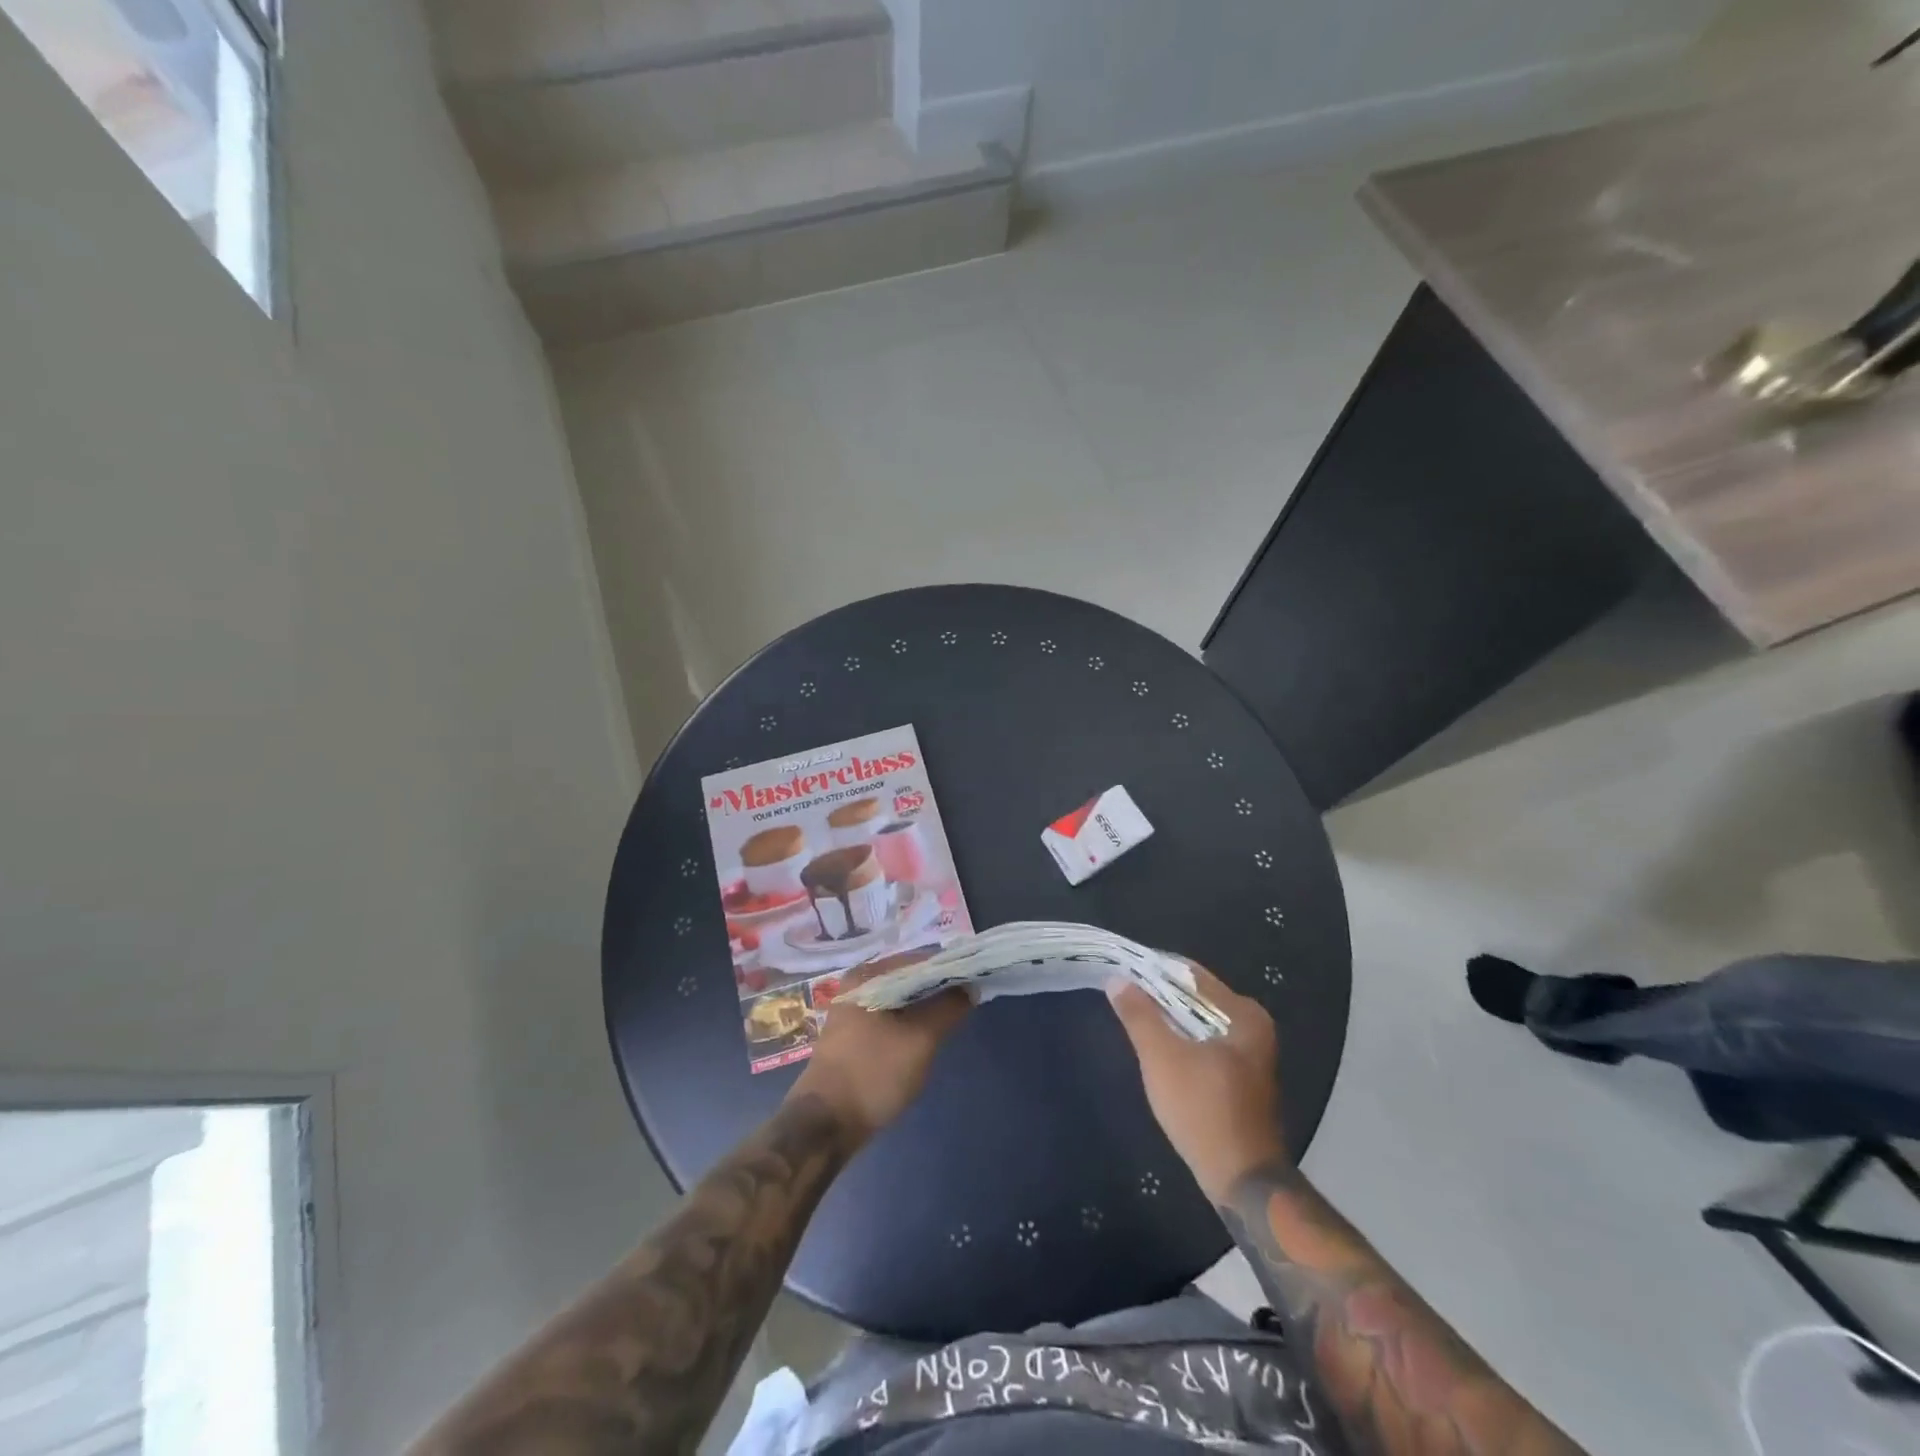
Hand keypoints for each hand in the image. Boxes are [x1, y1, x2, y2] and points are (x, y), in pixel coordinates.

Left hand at [791, 968, 969, 1143]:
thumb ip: (948, 1008)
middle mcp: (856, 985)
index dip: (949, 969)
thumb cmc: (873, 1073)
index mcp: (866, 975)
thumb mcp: (920, 1039)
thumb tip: (969, 988)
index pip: (919, 960)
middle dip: (938, 989)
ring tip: (952, 1019)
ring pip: (900, 1000)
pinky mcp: (854, 1035)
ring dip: (925, 1008)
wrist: (826, 1124)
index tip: (975, 981)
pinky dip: (910, 1022)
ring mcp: (852, 1011)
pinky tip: (926, 1037)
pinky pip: (890, 1017)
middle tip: (968, 1003)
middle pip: (908, 978)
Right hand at [1110, 963, 1286, 1200]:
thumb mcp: (1162, 1058)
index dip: (1155, 970)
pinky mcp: (1242, 1079)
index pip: (1191, 974)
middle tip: (1123, 996)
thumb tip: (1117, 979)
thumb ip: (1139, 1015)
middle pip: (1196, 998)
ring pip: (1199, 1023)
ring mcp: (1251, 1055)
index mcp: (1243, 1014)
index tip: (1123, 971)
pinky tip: (1158, 1051)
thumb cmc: (1203, 1109)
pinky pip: (1206, 1045)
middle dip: (1160, 996)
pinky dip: (1182, 1042)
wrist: (1241, 1181)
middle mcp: (1253, 1028)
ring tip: (1134, 1018)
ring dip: (1169, 1021)